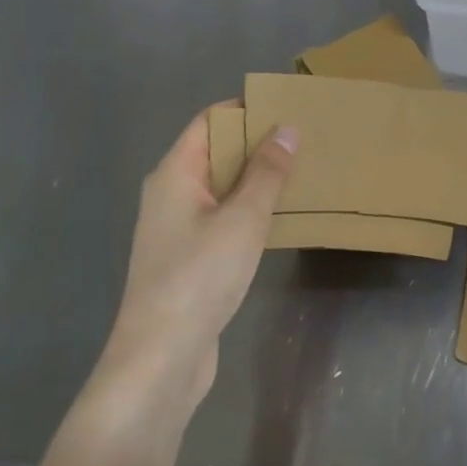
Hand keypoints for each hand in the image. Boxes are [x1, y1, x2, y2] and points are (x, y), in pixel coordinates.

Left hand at [97, 102, 295, 412]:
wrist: (161, 358)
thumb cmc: (199, 277)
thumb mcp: (243, 219)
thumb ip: (266, 172)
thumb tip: (287, 129)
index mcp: (174, 175)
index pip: (208, 122)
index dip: (245, 110)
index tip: (287, 108)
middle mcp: (170, 194)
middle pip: (215, 152)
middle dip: (257, 144)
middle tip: (305, 140)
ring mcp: (177, 228)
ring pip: (221, 188)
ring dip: (256, 179)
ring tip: (302, 173)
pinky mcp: (188, 258)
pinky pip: (222, 217)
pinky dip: (249, 209)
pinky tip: (280, 217)